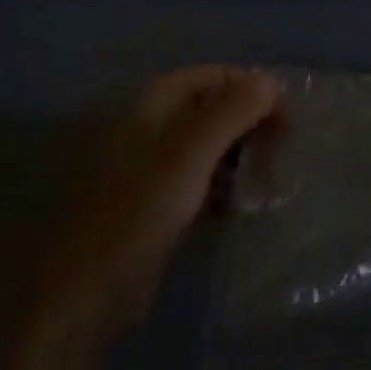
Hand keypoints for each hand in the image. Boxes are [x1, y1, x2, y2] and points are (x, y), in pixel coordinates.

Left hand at [40, 65, 280, 330]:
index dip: (252, 89)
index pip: (214, 76)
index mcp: (152, 102)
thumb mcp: (189, 154)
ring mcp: (149, 166)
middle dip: (249, 124)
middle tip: (282, 152)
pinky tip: (243, 205)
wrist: (83, 294)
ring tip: (268, 180)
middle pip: (212, 108)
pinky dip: (223, 185)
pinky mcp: (152, 204)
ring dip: (240, 157)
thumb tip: (270, 80)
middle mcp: (150, 125)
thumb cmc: (137, 211)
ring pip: (207, 146)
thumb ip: (232, 111)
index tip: (287, 118)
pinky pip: (197, 180)